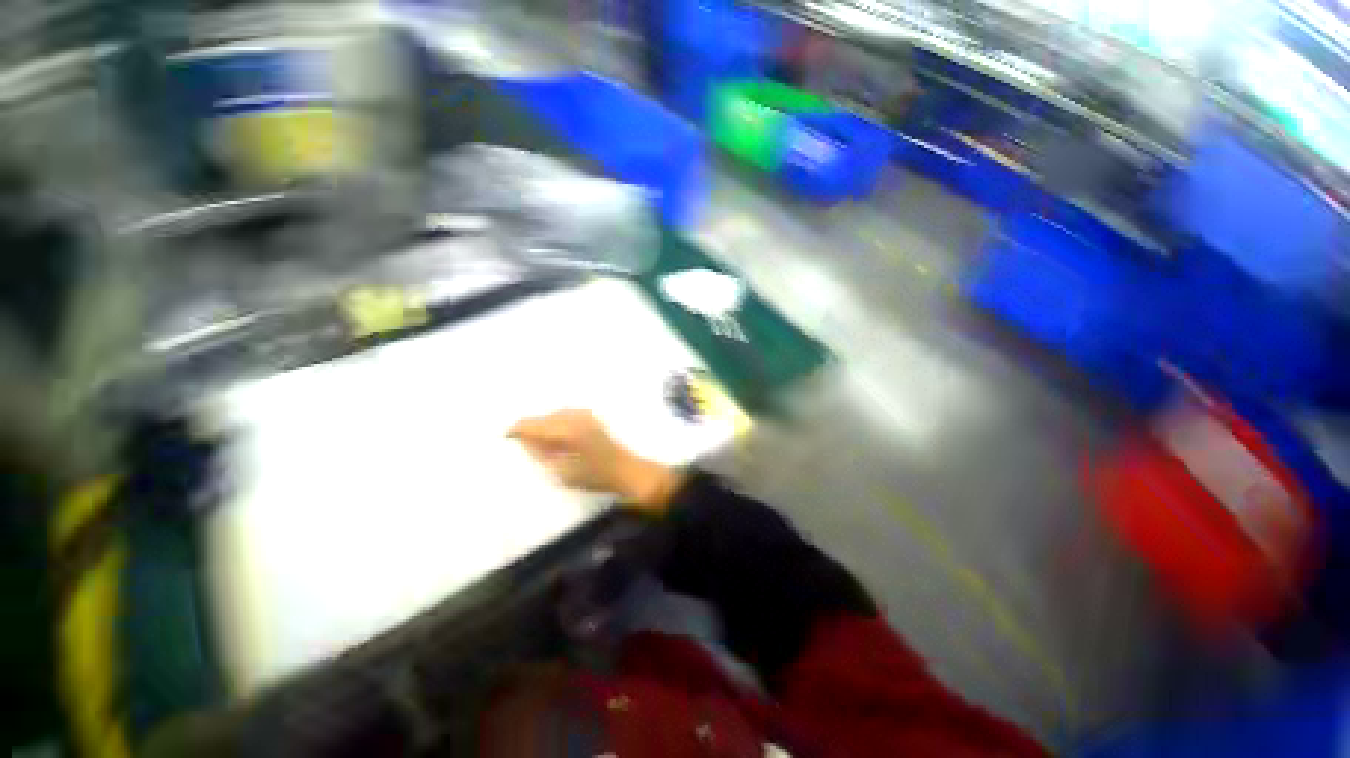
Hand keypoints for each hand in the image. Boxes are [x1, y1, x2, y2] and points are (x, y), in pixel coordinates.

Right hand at [508, 409, 681, 514]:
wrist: (624, 470)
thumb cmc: (594, 476)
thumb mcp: (561, 471)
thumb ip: (541, 453)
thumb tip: (525, 440)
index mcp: (566, 430)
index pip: (534, 424)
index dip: (517, 429)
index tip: (505, 437)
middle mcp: (575, 417)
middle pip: (543, 418)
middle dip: (532, 429)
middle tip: (524, 445)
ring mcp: (585, 415)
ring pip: (554, 415)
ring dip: (545, 425)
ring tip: (542, 443)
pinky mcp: (592, 417)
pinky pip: (566, 414)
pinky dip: (557, 423)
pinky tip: (558, 437)